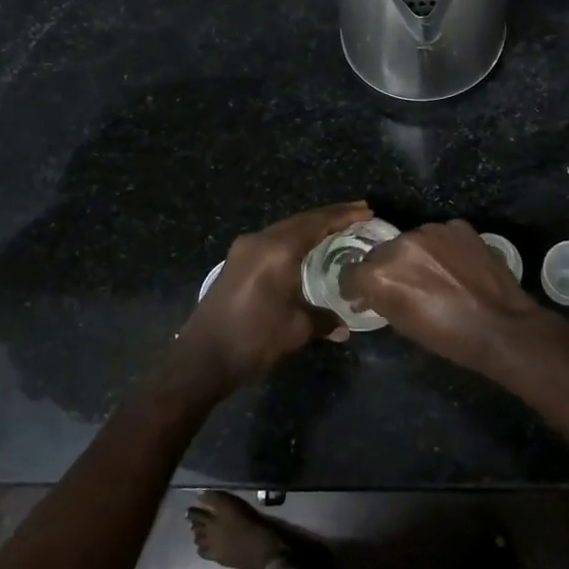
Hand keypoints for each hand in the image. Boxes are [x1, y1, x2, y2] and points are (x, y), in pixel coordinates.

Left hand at [175, 201, 371, 389]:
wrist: (202, 359)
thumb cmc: (254, 339)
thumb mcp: (297, 329)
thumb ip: (324, 319)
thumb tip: (344, 326)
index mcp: (277, 250)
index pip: (316, 223)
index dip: (343, 215)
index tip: (365, 210)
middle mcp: (259, 241)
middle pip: (300, 221)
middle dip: (329, 217)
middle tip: (357, 215)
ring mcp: (243, 250)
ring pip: (284, 229)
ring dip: (310, 227)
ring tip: (336, 230)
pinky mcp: (235, 262)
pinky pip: (271, 242)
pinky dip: (293, 240)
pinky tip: (306, 250)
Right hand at [341, 219, 547, 373]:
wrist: (500, 327)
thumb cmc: (448, 337)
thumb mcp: (403, 325)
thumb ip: (380, 300)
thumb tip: (368, 294)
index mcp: (381, 274)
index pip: (352, 272)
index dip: (355, 285)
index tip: (362, 294)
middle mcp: (400, 244)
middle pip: (381, 253)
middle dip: (386, 268)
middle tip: (404, 287)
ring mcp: (432, 231)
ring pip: (411, 240)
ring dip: (415, 255)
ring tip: (434, 275)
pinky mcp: (457, 226)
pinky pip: (440, 235)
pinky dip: (442, 248)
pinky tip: (455, 265)